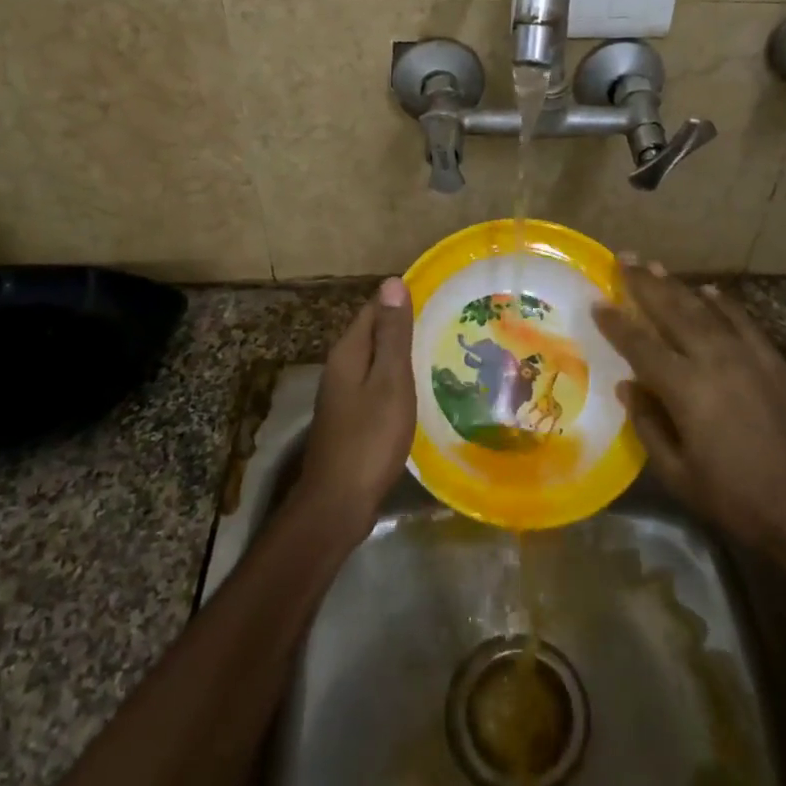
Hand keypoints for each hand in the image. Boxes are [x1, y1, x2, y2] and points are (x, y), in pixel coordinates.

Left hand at [297, 277, 415, 539]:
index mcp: (348, 352)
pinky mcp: (351, 418)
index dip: (401, 300)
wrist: (339, 502)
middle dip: (403, 326)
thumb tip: (392, 282)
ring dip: (401, 354)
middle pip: (373, 334)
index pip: (374, 309)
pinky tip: (419, 390)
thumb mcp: (389, 382)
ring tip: (440, 350)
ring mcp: (343, 395)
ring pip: (375, 361)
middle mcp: (340, 367)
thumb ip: (392, 335)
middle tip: (446, 322)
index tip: (437, 296)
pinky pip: (376, 385)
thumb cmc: (370, 438)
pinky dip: (396, 380)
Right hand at [593, 259, 785, 556]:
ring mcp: (749, 356)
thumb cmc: (733, 498)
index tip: (597, 303)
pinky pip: (744, 322)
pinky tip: (710, 291)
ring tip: (656, 267)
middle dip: (645, 284)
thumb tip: (628, 386)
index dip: (616, 323)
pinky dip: (724, 304)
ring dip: (679, 287)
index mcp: (685, 388)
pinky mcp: (774, 362)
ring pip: (706, 310)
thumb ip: (647, 424)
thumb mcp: (677, 472)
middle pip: (673, 312)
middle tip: (624, 259)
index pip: (641, 344)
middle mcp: (714, 360)